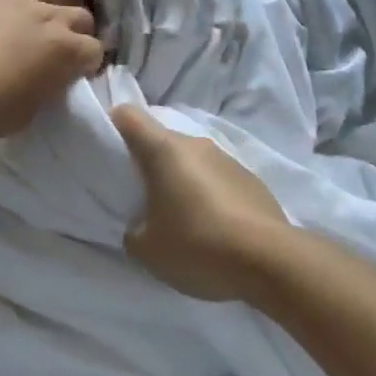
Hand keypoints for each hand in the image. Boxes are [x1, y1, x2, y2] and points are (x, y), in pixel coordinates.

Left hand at [0, 0, 104, 140]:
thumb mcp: (36, 108)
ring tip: (55, 8)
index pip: (95, 50)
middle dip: (81, 31)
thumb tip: (56, 76)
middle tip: (68, 43)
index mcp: (68, 51)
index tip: (79, 72)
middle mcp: (52, 18)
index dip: (89, 63)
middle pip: (83, 15)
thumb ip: (53, 85)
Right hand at [110, 105, 289, 301]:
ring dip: (181, 179)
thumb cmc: (197, 245)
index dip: (113, 124)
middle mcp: (196, 144)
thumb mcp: (147, 249)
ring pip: (192, 160)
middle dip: (148, 162)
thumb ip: (133, 231)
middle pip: (161, 140)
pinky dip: (209, 194)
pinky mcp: (251, 179)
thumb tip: (140, 226)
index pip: (129, 115)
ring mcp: (228, 159)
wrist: (269, 260)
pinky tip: (213, 227)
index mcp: (164, 150)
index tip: (106, 148)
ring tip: (180, 217)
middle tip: (140, 196)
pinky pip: (217, 178)